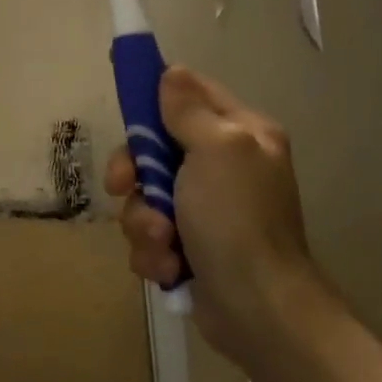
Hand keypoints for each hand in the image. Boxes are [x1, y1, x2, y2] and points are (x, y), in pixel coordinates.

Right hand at [105, 66, 315, 361]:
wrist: (257, 309)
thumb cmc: (237, 220)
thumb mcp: (217, 150)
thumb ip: (189, 110)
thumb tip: (172, 73)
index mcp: (240, 135)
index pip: (191, 95)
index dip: (155, 96)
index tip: (124, 103)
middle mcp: (223, 168)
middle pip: (154, 150)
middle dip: (136, 174)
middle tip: (125, 186)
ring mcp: (205, 211)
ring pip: (145, 198)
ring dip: (144, 222)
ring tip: (164, 243)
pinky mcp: (189, 248)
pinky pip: (150, 235)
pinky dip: (153, 252)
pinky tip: (169, 267)